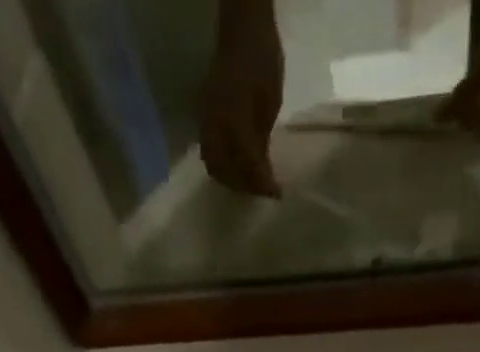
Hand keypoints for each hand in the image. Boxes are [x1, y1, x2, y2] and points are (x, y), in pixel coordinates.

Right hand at [199, 1, 283, 195]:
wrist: (241, 29)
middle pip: (226, 172)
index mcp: (234, 122)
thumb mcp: (270, 103)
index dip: (262, 184)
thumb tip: (263, 172)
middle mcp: (216, 127)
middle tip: (262, 191)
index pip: (247, 166)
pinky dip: (222, 166)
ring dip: (231, 180)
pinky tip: (236, 167)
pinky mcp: (203, 119)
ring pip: (214, 165)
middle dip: (244, 187)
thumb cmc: (262, 61)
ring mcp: (206, 122)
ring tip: (249, 183)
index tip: (276, 193)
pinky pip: (208, 152)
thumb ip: (262, 140)